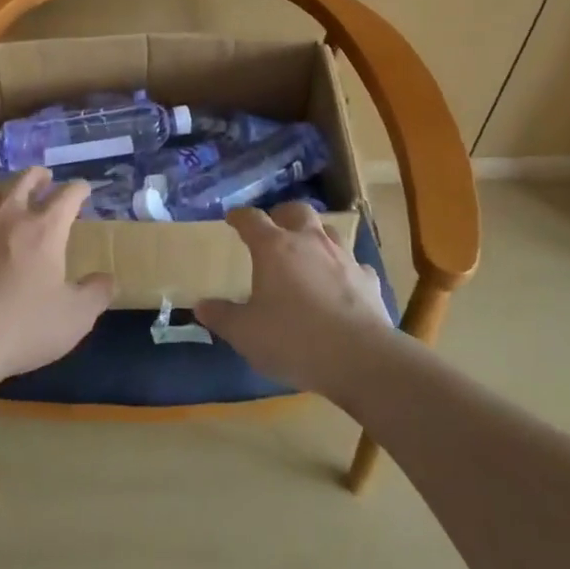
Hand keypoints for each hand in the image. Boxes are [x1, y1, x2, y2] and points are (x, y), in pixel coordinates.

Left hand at [0, 168, 114, 390]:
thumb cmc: (22, 326)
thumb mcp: (74, 318)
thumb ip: (96, 294)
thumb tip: (108, 279)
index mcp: (46, 227)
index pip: (68, 195)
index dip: (79, 189)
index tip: (85, 189)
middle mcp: (11, 214)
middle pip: (26, 180)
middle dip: (40, 176)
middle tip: (47, 179)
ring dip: (8, 186)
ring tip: (12, 191)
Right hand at [195, 204, 394, 399]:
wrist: (359, 358)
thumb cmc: (293, 339)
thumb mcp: (245, 333)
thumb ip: (222, 316)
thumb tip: (200, 306)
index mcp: (274, 248)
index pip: (252, 219)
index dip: (239, 217)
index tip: (232, 218)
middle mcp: (309, 242)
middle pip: (297, 210)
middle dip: (283, 214)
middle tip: (275, 227)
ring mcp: (343, 258)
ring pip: (329, 231)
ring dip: (316, 236)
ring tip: (308, 252)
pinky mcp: (368, 280)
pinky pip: (355, 265)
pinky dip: (345, 270)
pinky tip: (342, 284)